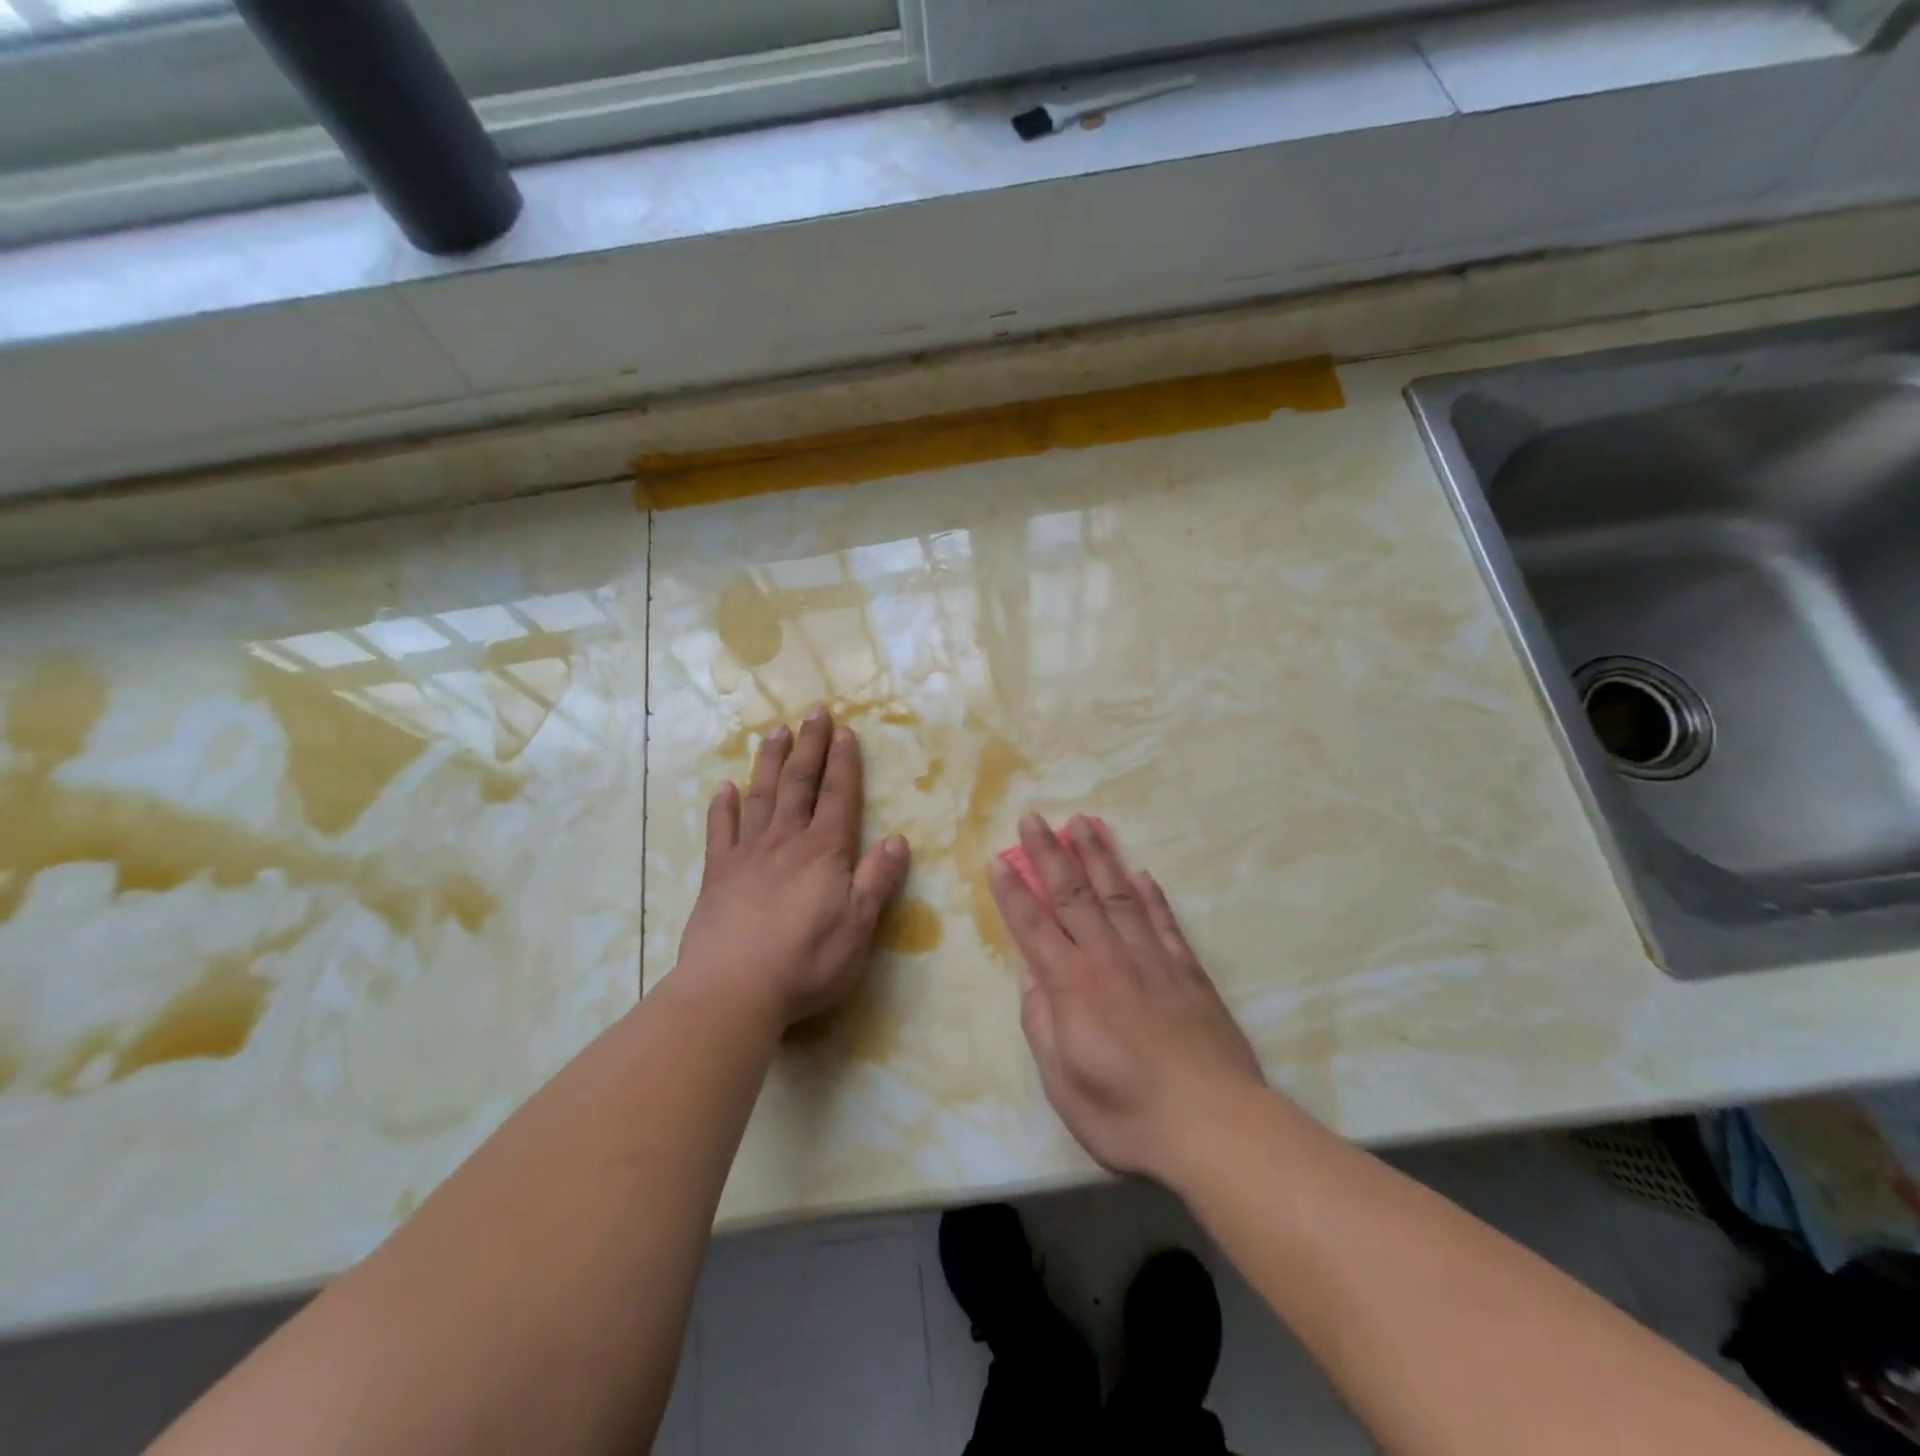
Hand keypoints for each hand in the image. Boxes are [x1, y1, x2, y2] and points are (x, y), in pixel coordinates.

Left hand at [673, 706, 910, 1031]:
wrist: (732, 990)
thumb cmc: (806, 961)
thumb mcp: (858, 926)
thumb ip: (877, 879)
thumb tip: (900, 839)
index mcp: (824, 851)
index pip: (838, 796)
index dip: (844, 762)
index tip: (844, 730)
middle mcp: (786, 841)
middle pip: (799, 783)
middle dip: (809, 746)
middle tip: (813, 711)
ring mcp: (747, 855)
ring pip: (760, 796)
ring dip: (769, 761)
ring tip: (775, 731)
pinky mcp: (718, 875)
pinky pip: (720, 831)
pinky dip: (722, 807)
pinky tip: (724, 787)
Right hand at [990, 814, 1264, 1180]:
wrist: (1214, 1126)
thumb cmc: (1127, 1115)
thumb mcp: (1063, 1084)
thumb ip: (1042, 1025)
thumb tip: (1034, 979)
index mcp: (1072, 986)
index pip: (1033, 926)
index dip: (1013, 891)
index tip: (998, 859)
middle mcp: (1108, 959)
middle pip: (1072, 895)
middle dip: (1049, 854)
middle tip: (1034, 818)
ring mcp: (1152, 960)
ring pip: (1118, 894)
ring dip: (1098, 856)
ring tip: (1084, 823)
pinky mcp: (1188, 971)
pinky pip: (1164, 922)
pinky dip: (1151, 895)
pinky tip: (1141, 873)